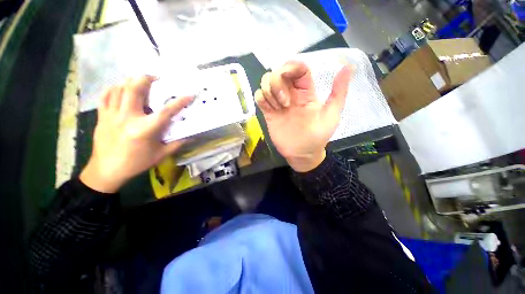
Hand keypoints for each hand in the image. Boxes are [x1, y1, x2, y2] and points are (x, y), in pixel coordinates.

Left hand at [80, 76, 192, 192]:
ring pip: (119, 89)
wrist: (106, 171)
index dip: (179, 102)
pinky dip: (114, 89)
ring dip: (131, 81)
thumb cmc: (136, 163)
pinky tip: (120, 89)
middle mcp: (127, 118)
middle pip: (134, 89)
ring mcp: (112, 115)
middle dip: (146, 79)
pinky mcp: (102, 117)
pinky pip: (105, 96)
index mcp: (145, 129)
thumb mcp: (160, 155)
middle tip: (156, 78)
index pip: (166, 111)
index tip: (189, 95)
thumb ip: (176, 144)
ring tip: (140, 81)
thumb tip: (190, 136)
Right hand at [255, 61, 352, 171]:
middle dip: (277, 82)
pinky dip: (260, 98)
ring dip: (269, 91)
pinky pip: (258, 97)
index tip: (288, 75)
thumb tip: (349, 67)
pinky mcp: (268, 112)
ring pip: (266, 82)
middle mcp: (290, 94)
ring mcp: (278, 103)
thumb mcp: (331, 115)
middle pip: (277, 73)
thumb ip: (339, 92)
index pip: (296, 68)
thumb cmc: (318, 136)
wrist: (303, 153)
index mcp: (306, 91)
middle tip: (285, 102)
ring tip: (278, 108)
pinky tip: (269, 109)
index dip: (291, 66)